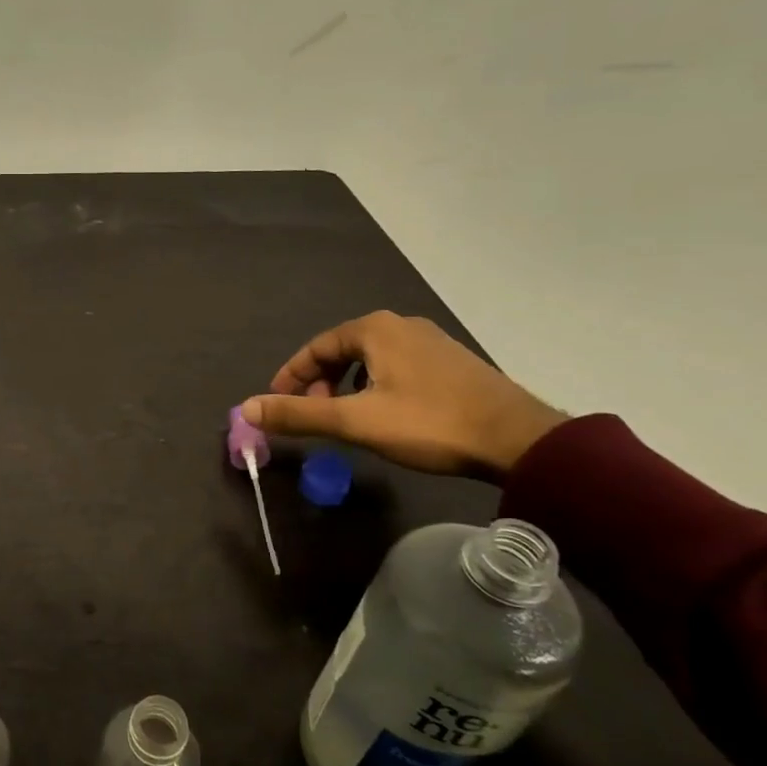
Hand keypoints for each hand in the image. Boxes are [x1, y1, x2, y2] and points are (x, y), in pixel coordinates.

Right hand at [240, 311, 564, 479]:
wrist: (519, 439)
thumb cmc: (430, 423)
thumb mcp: (356, 421)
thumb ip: (299, 414)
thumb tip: (247, 408)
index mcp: (375, 329)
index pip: (316, 347)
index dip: (291, 376)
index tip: (277, 403)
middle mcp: (401, 326)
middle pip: (342, 350)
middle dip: (319, 382)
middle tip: (312, 414)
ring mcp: (431, 342)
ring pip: (370, 359)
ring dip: (347, 385)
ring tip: (343, 417)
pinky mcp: (452, 362)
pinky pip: (396, 366)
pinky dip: (374, 385)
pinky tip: (383, 413)